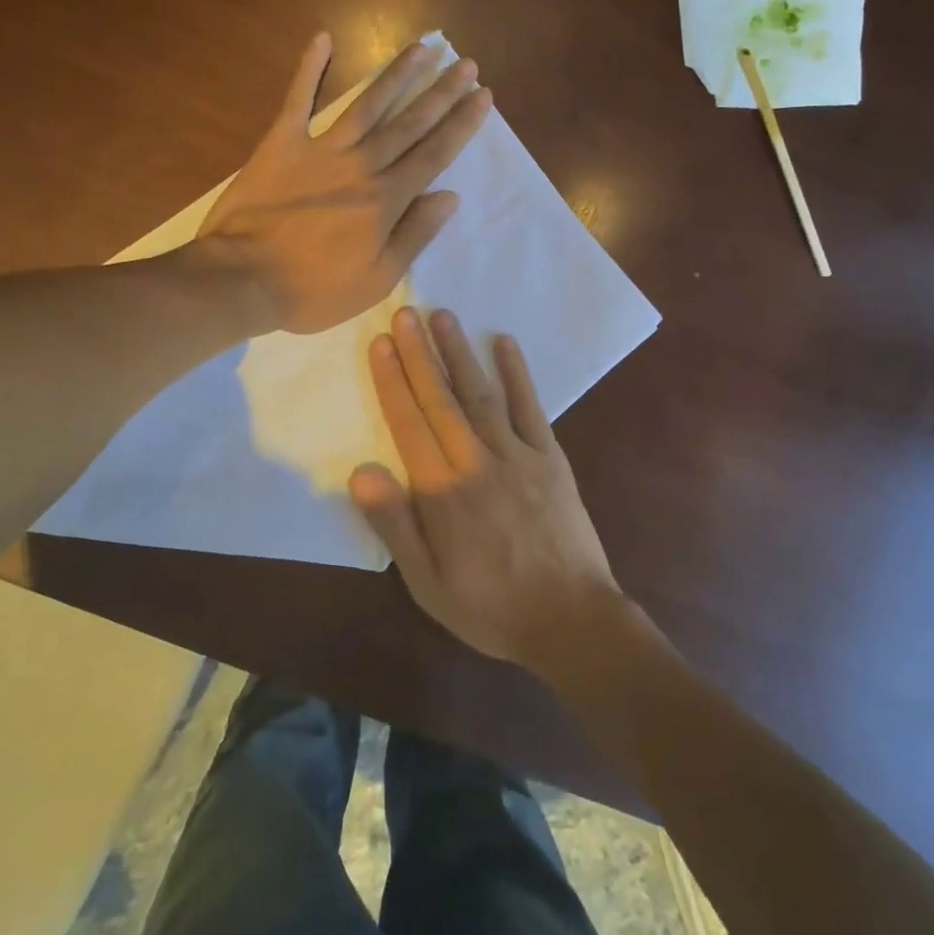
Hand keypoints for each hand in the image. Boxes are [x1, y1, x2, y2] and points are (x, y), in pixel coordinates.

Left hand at [198, 35, 490, 334]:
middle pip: (409, 122)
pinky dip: (309, 68)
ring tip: (423, 47)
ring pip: (367, 104)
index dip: (461, 123)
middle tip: (465, 63)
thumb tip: (450, 196)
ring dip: (397, 74)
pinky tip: (323, 38)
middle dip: (441, 92)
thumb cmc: (313, 289)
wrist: (242, 279)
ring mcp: (320, 149)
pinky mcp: (281, 143)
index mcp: (385, 199)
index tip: (482, 95)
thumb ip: (414, 234)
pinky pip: (298, 99)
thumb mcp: (376, 278)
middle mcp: (360, 165)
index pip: (433, 154)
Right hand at [350, 307, 624, 670]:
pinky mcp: (551, 458)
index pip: (409, 424)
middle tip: (405, 313)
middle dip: (419, 354)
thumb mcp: (427, 583)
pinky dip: (518, 373)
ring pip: (481, 394)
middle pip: (442, 399)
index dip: (392, 381)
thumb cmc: (490, 607)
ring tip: (442, 316)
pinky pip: (532, 407)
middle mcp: (476, 462)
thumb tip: (361, 472)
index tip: (380, 343)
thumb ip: (395, 525)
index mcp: (442, 493)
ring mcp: (518, 455)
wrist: (572, 621)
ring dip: (460, 353)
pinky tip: (505, 343)